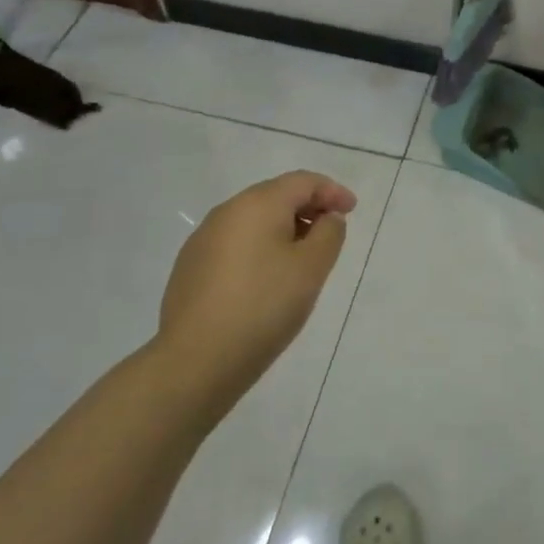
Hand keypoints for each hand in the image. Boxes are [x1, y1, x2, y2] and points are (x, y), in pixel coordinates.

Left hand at [155, 171, 356, 416]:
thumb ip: (329, 234)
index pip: (303, 181)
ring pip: (253, 221)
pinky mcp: (190, 268)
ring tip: (303, 259)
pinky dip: (260, 249)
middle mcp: (226, 212)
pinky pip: (235, 244)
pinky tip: (267, 279)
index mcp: (258, 204)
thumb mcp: (312, 268)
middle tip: (331, 233)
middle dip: (308, 208)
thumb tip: (326, 219)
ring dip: (283, 229)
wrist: (196, 361)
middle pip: (276, 196)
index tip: (352, 211)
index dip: (332, 191)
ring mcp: (203, 240)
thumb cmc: (264, 306)